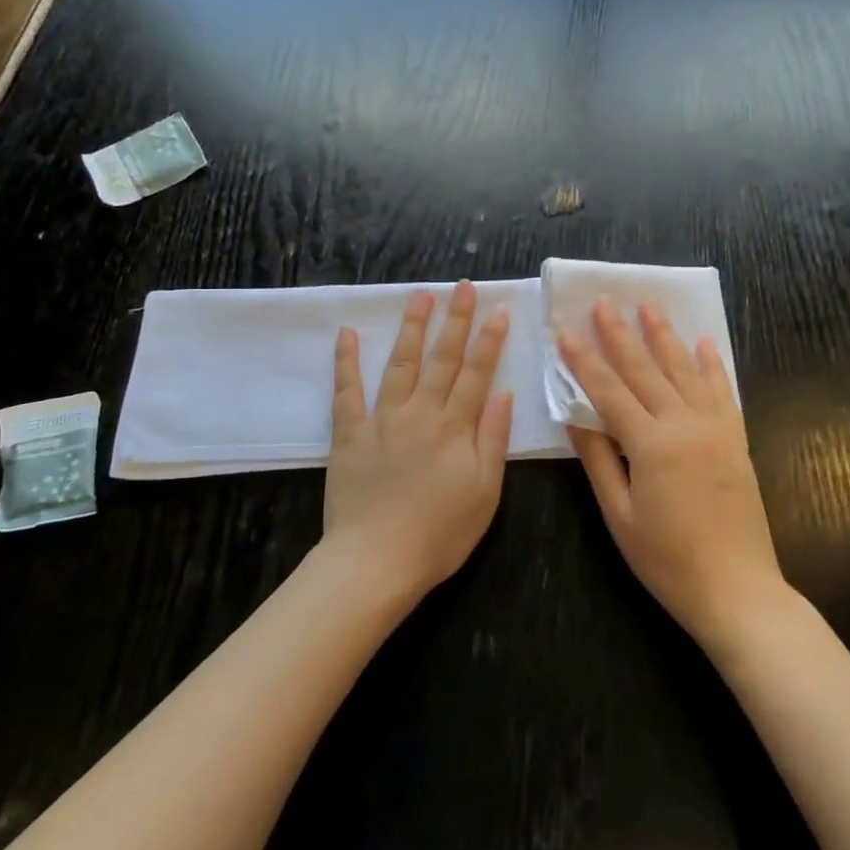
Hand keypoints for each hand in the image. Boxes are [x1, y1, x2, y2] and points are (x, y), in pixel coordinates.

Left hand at [325, 282, 513, 600]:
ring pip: (400, 364)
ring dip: (412, 328)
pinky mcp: (349, 433)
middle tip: (462, 286)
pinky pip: (347, 391)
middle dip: (455, 320)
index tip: (498, 309)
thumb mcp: (485, 493)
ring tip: (420, 296)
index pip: (476, 374)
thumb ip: (493, 440)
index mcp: (455, 429)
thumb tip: (503, 394)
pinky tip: (349, 333)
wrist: (377, 562)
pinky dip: (347, 361)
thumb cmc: (440, 534)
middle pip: (442, 359)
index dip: (489, 340)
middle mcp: (421, 413)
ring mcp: (382, 420)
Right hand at [560, 299, 783, 649]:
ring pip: (685, 371)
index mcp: (651, 445)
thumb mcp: (620, 516)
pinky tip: (704, 342)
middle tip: (603, 302)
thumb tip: (575, 418)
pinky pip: (724, 392)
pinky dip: (713, 365)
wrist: (738, 590)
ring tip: (648, 306)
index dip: (584, 361)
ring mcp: (716, 430)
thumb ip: (598, 461)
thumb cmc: (668, 561)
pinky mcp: (736, 440)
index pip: (609, 391)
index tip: (565, 331)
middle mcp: (685, 426)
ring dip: (664, 337)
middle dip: (620, 335)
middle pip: (646, 371)